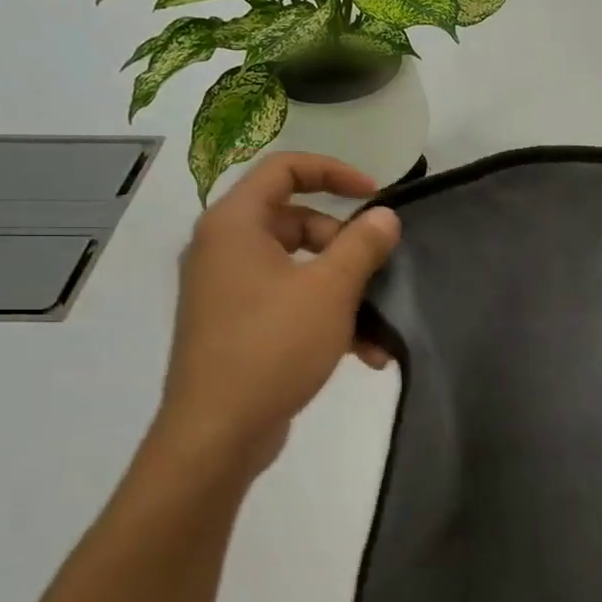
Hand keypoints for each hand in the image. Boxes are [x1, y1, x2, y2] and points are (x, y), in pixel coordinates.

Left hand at [150, 153, 400, 479]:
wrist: (218, 432)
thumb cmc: (273, 346)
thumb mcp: (330, 289)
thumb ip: (362, 244)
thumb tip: (383, 216)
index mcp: (234, 225)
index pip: (284, 169)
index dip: (334, 172)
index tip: (375, 194)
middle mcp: (224, 249)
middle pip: (296, 222)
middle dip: (345, 245)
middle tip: (376, 271)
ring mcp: (227, 290)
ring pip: (298, 268)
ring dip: (343, 291)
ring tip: (378, 327)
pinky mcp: (236, 326)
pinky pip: (288, 303)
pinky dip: (324, 317)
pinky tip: (363, 354)